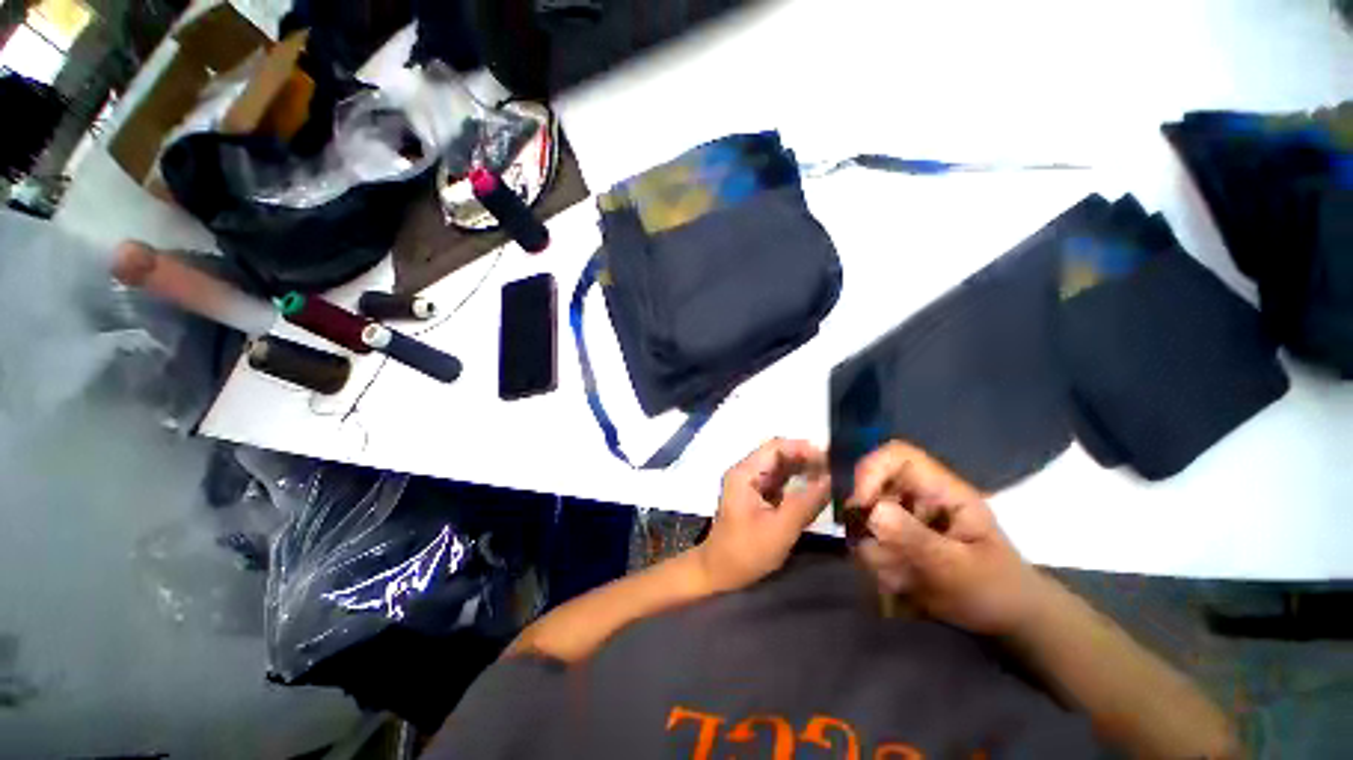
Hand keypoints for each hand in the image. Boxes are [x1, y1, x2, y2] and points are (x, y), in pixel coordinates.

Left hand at [694, 438, 830, 593]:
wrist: (719, 572)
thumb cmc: (746, 551)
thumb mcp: (780, 529)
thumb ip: (807, 503)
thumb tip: (832, 480)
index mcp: (745, 473)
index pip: (775, 447)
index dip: (802, 448)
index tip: (830, 458)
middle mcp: (746, 472)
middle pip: (778, 455)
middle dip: (806, 459)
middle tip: (835, 469)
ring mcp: (750, 483)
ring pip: (780, 467)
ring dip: (803, 470)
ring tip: (831, 477)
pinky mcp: (756, 495)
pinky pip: (779, 481)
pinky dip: (797, 483)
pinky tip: (815, 489)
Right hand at [847, 441, 1048, 635]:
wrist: (1011, 624)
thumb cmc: (998, 589)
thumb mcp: (962, 569)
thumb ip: (917, 540)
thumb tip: (873, 511)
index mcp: (942, 490)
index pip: (896, 456)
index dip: (871, 470)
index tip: (860, 505)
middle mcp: (918, 498)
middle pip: (872, 489)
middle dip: (869, 525)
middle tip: (885, 557)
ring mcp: (905, 520)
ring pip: (865, 521)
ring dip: (877, 552)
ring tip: (905, 580)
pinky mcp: (896, 541)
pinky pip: (868, 544)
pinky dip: (878, 566)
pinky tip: (902, 584)